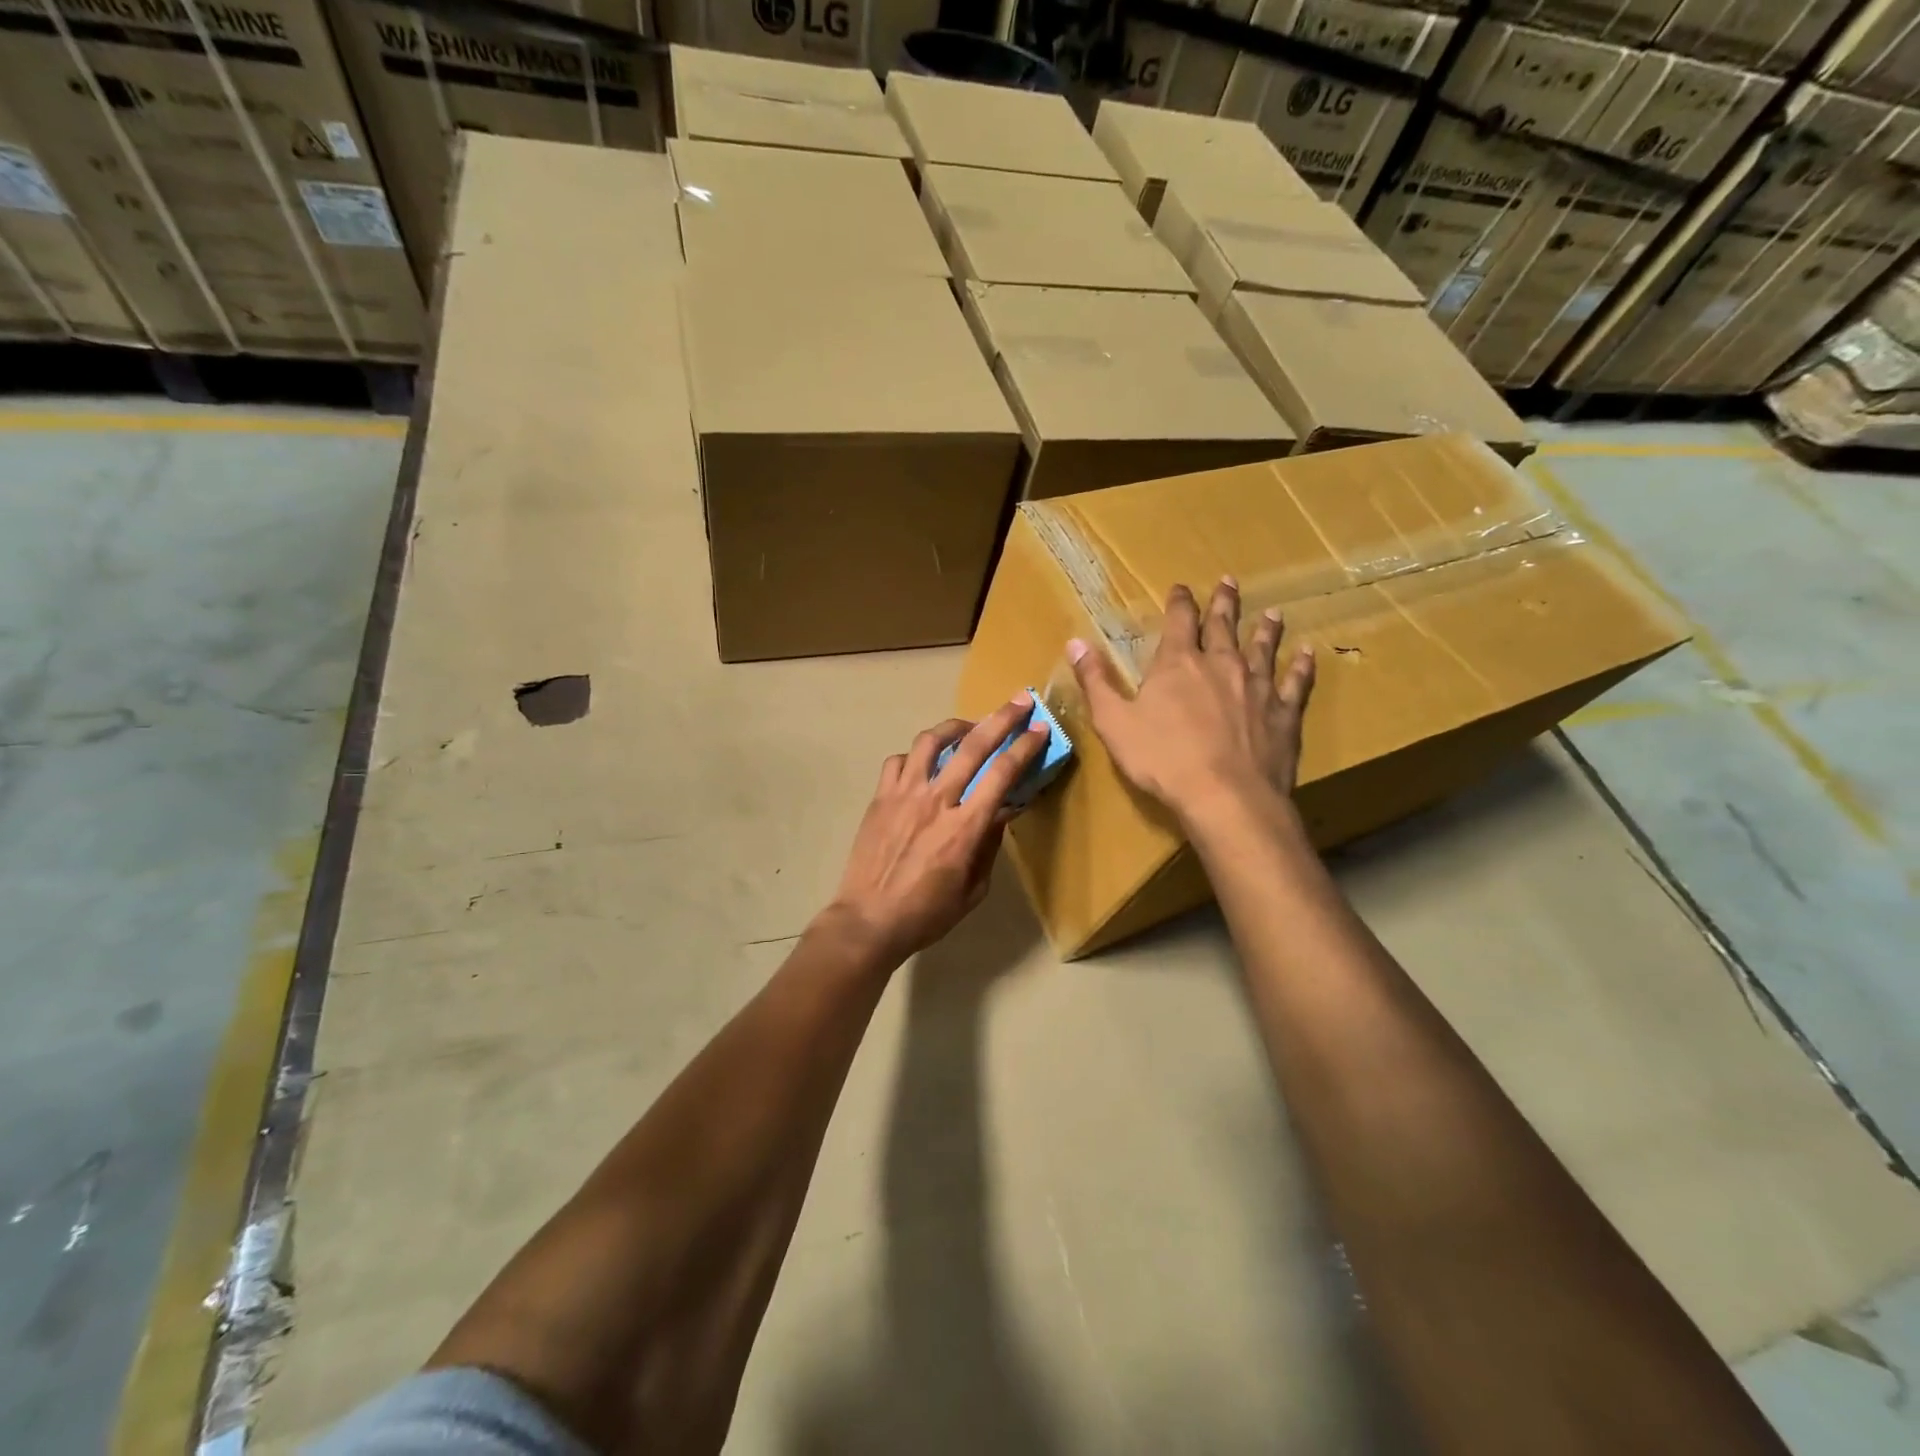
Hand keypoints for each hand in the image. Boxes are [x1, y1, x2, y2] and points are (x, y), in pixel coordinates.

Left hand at [824, 695, 1050, 967]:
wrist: (868, 920)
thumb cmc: (927, 914)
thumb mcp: (973, 889)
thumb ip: (989, 846)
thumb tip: (1000, 813)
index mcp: (965, 827)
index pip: (1002, 774)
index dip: (1025, 747)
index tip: (1040, 729)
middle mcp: (937, 800)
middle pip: (973, 745)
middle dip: (1002, 718)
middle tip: (1020, 702)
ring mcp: (904, 794)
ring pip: (931, 741)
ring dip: (955, 726)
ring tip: (968, 727)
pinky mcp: (880, 797)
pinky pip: (899, 760)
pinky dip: (916, 756)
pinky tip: (923, 764)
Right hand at [1069, 577, 1314, 825]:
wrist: (1225, 796)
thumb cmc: (1163, 759)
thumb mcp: (1114, 722)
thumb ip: (1095, 681)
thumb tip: (1075, 642)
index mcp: (1179, 664)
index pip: (1180, 620)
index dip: (1180, 602)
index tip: (1182, 588)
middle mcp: (1222, 664)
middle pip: (1224, 625)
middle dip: (1224, 603)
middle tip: (1230, 582)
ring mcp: (1258, 686)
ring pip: (1263, 648)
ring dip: (1265, 629)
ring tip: (1272, 614)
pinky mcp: (1284, 713)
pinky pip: (1296, 683)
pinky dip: (1302, 666)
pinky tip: (1308, 654)